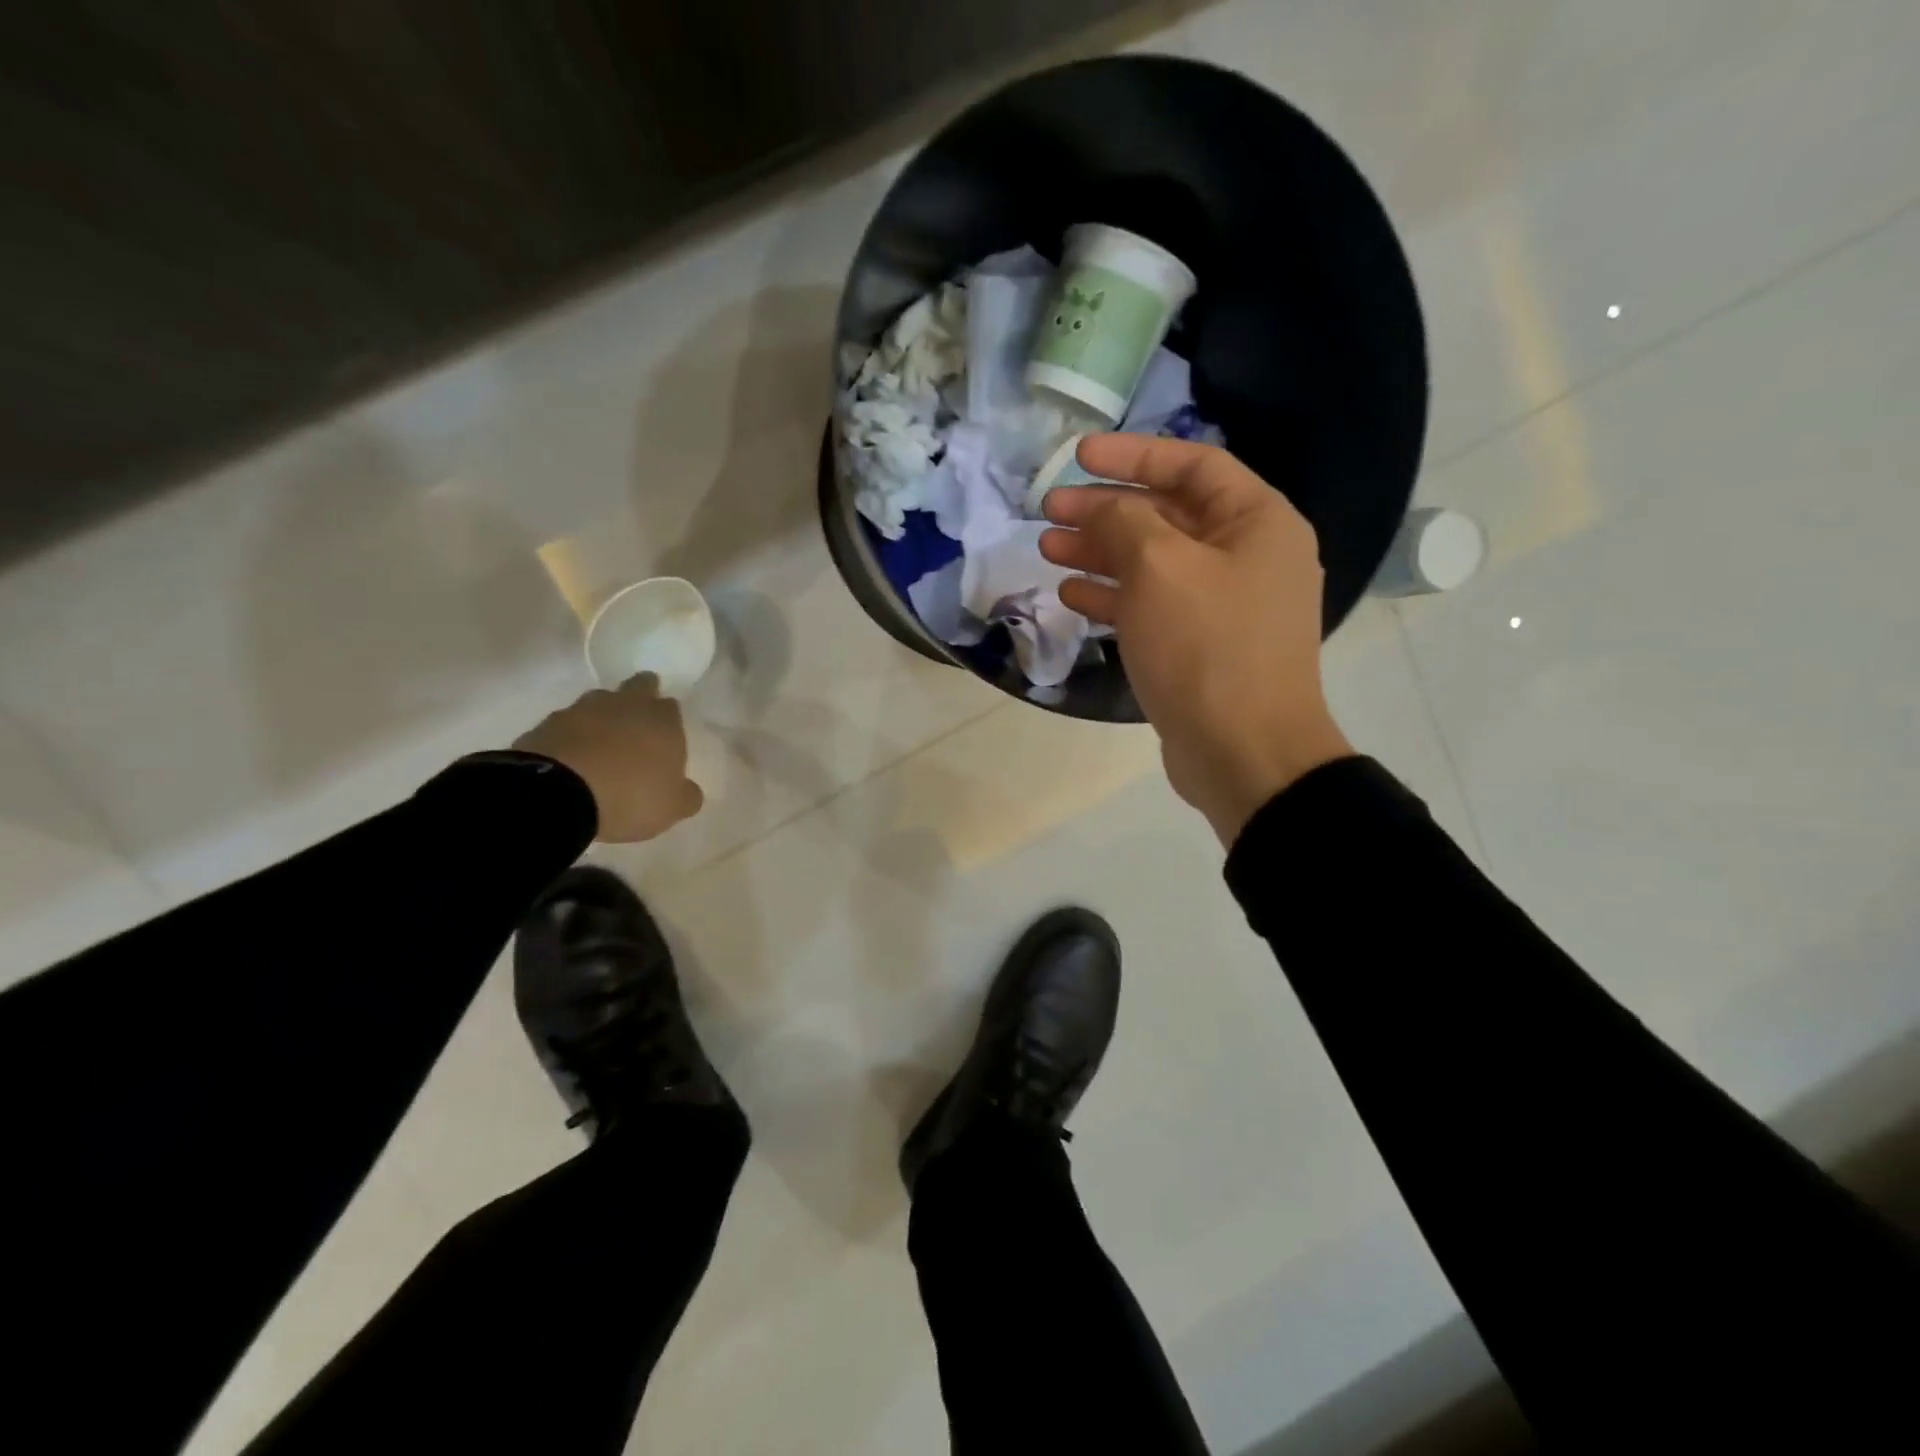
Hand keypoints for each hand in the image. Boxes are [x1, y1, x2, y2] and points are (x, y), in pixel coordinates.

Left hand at [514, 674, 704, 843]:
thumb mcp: (672, 807)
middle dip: (641, 697)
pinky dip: (571, 738)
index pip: (670, 706)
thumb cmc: (630, 796)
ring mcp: (582, 710)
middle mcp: (625, 705)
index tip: (664, 739)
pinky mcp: (546, 724)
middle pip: (638, 686)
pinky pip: (565, 726)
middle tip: (638, 722)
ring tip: (600, 746)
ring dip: (602, 718)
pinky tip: (571, 760)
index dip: (668, 720)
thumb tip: (689, 790)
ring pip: (598, 703)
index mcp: (662, 719)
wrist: (558, 795)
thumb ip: (686, 795)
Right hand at [1041, 436, 1352, 845]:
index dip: (1133, 455)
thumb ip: (1123, 521)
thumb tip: (1099, 507)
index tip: (1078, 457)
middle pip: (1167, 516)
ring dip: (1101, 553)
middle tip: (1049, 509)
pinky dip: (1113, 597)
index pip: (1192, 465)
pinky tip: (1071, 595)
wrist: (1243, 754)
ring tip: (1048, 548)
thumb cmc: (1207, 648)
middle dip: (1106, 509)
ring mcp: (1223, 606)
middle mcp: (1247, 557)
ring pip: (1154, 564)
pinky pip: (1153, 606)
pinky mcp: (1200, 647)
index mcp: (1257, 523)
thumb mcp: (1160, 568)